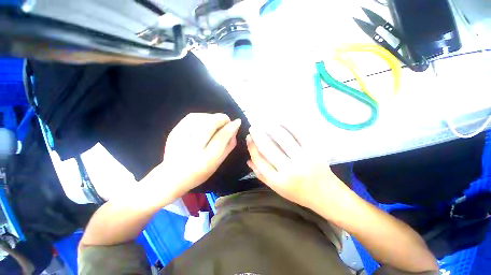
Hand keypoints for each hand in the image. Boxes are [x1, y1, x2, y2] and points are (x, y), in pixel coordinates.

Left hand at [157, 113, 240, 196]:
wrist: (172, 177)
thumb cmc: (199, 172)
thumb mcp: (218, 163)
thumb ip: (228, 146)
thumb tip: (234, 130)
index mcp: (206, 159)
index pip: (222, 137)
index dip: (231, 127)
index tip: (237, 122)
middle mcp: (193, 147)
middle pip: (211, 124)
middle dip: (222, 118)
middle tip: (227, 121)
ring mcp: (181, 139)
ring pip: (201, 118)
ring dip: (213, 116)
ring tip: (217, 121)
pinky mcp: (174, 133)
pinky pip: (191, 117)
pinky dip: (202, 116)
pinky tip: (205, 120)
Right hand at [246, 125, 345, 209]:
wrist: (327, 195)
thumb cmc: (299, 193)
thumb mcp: (277, 189)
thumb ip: (261, 175)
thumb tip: (248, 160)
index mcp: (278, 181)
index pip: (259, 160)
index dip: (251, 147)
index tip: (248, 138)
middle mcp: (289, 170)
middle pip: (268, 147)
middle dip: (257, 135)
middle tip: (253, 127)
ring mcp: (303, 159)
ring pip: (282, 138)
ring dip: (270, 128)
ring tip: (264, 123)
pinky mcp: (315, 151)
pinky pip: (299, 134)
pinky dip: (289, 125)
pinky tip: (281, 121)